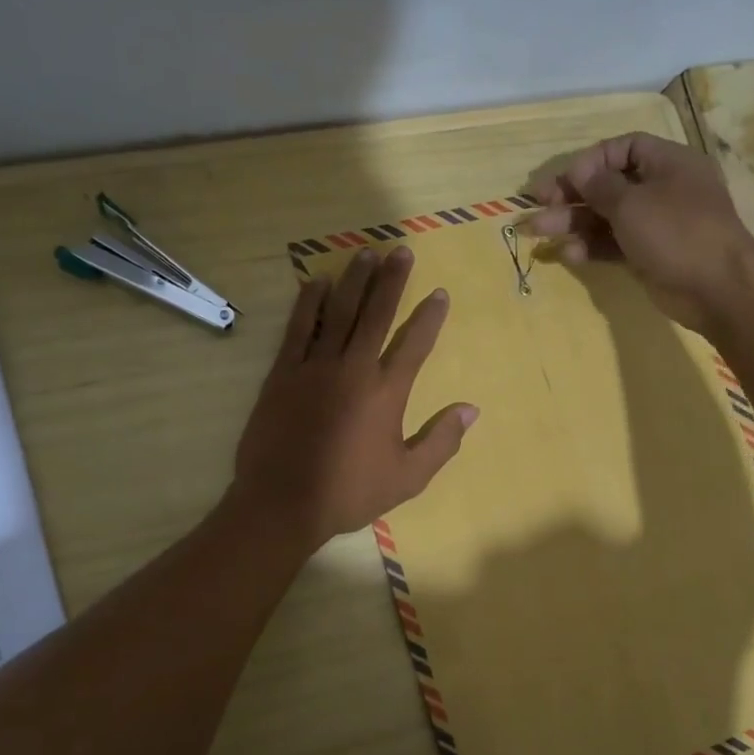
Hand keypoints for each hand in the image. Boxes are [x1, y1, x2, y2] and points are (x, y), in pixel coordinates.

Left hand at [232, 246, 477, 549]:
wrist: (282, 503)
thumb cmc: (349, 492)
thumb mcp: (408, 477)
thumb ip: (441, 441)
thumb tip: (471, 409)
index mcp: (386, 392)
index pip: (415, 343)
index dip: (430, 316)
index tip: (440, 292)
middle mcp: (353, 368)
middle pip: (377, 314)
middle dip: (391, 281)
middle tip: (400, 251)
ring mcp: (314, 366)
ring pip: (339, 312)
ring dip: (354, 281)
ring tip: (365, 254)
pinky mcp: (282, 373)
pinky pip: (298, 328)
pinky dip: (309, 303)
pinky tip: (316, 282)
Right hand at [523, 132, 753, 332]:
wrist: (717, 289)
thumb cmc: (677, 233)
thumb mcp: (633, 204)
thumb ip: (600, 186)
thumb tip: (578, 170)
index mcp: (668, 163)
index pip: (624, 148)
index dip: (591, 161)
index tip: (566, 179)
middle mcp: (662, 189)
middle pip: (609, 185)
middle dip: (571, 195)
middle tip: (538, 205)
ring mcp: (656, 225)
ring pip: (607, 217)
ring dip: (572, 223)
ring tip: (537, 232)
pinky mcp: (649, 255)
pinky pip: (614, 244)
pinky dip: (591, 247)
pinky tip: (567, 255)